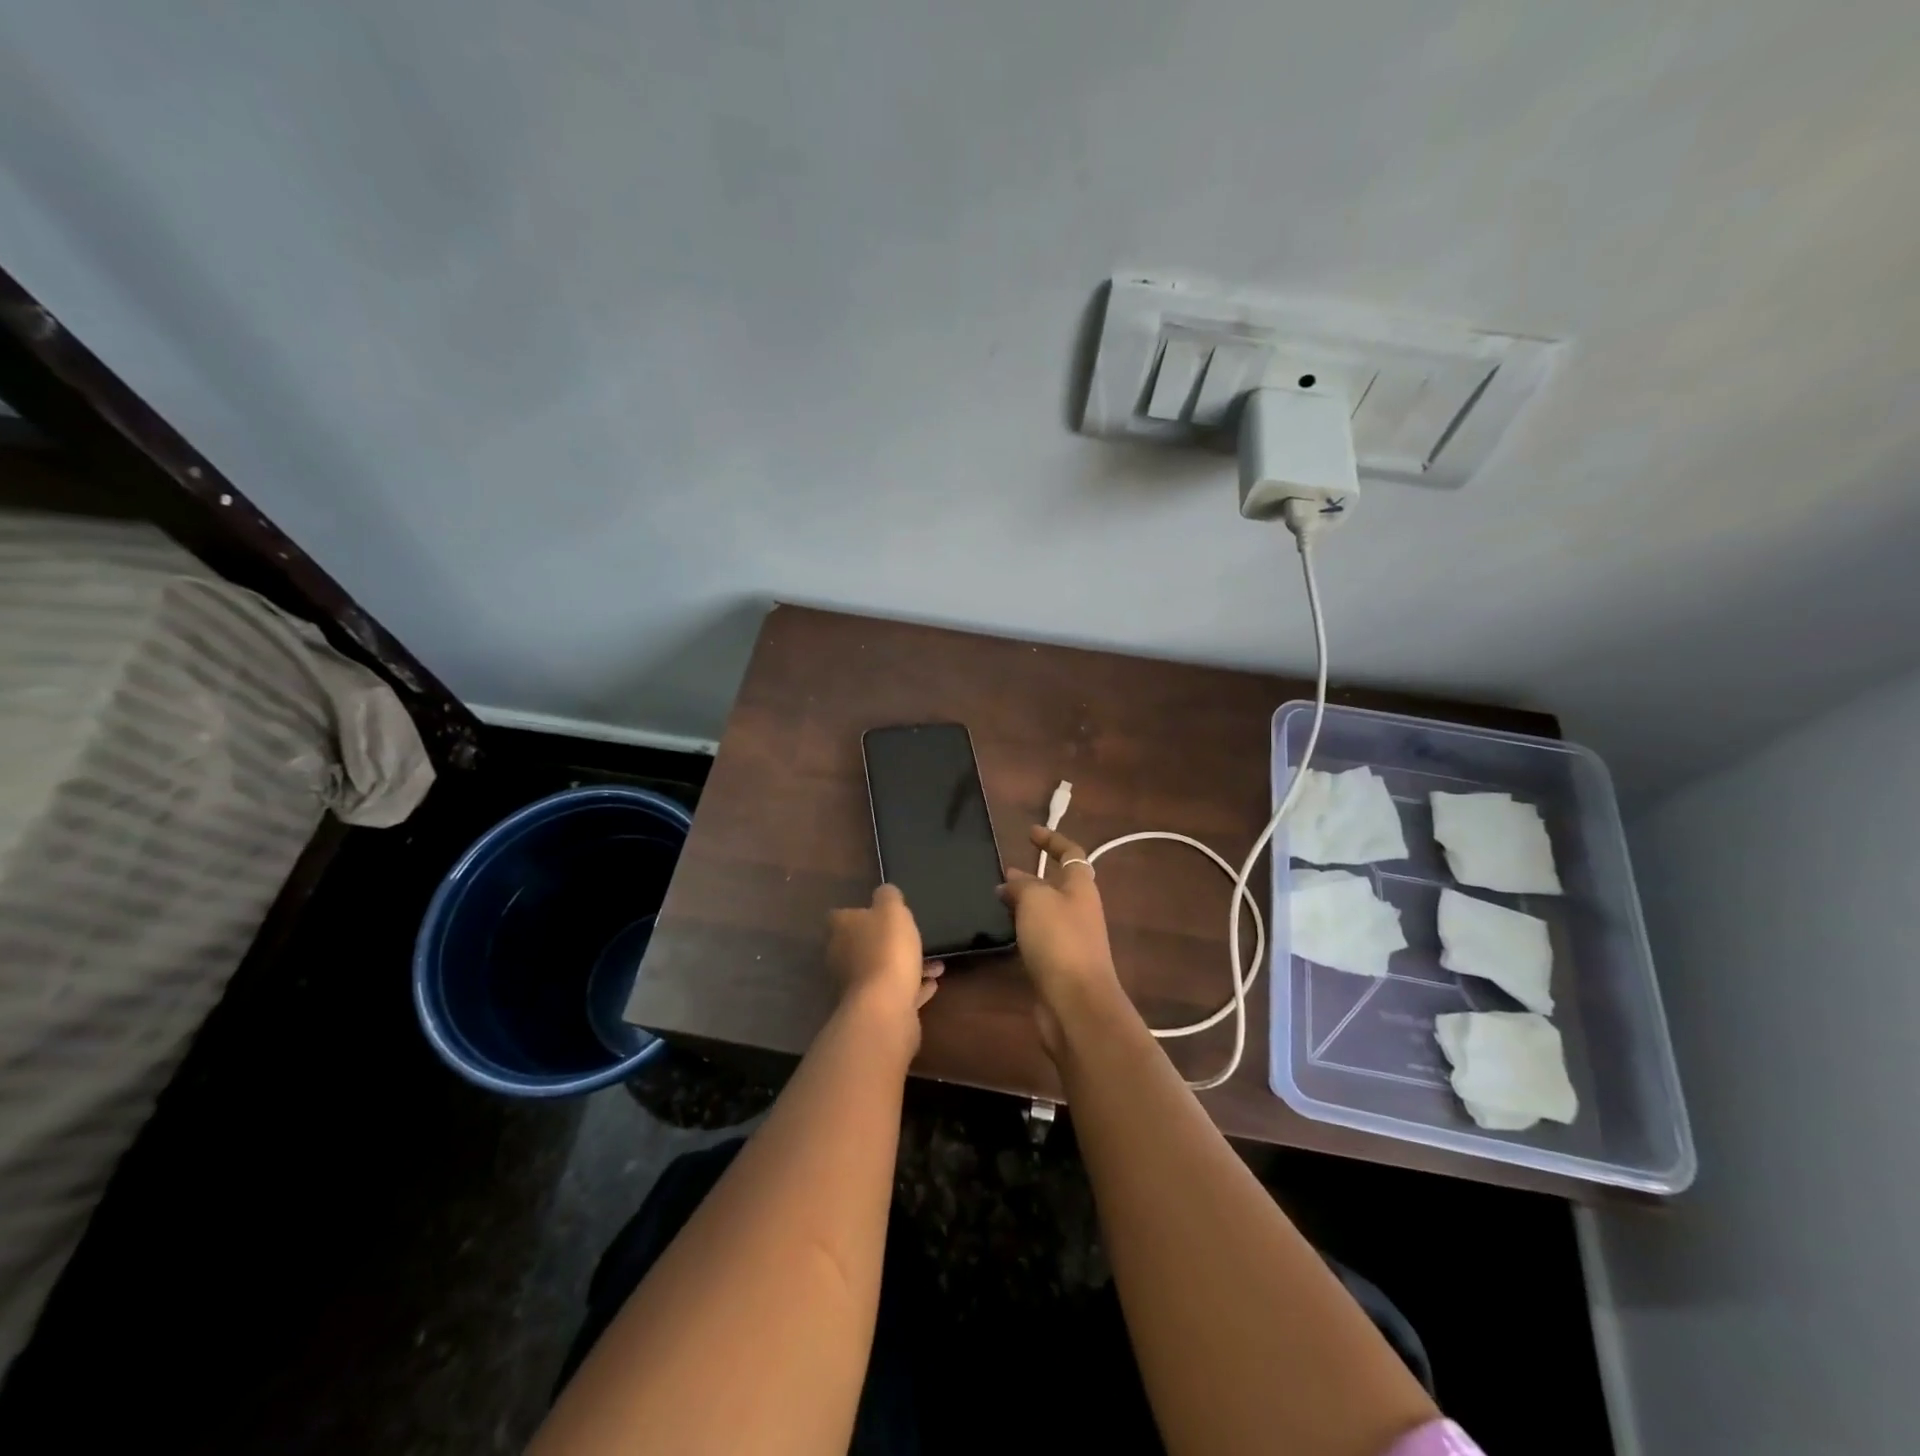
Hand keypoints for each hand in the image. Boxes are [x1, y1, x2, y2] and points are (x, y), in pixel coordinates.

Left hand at [826, 884, 942, 1031]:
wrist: (885, 1008)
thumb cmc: (887, 950)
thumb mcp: (892, 910)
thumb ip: (888, 896)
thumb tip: (884, 892)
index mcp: (841, 930)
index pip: (842, 916)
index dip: (860, 912)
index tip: (882, 912)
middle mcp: (842, 957)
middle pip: (863, 945)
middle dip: (888, 942)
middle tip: (914, 937)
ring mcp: (856, 986)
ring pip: (882, 969)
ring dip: (907, 965)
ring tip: (936, 964)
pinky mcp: (873, 1009)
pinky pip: (895, 992)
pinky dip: (912, 987)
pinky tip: (932, 983)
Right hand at [998, 827, 1121, 1057]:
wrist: (1076, 1004)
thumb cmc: (1059, 941)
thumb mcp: (1035, 900)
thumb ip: (1021, 885)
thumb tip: (1010, 881)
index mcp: (1081, 887)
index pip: (1071, 853)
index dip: (1052, 840)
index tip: (1030, 833)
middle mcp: (1080, 910)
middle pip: (1058, 884)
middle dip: (1033, 876)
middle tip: (1002, 873)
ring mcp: (1072, 939)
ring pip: (1046, 912)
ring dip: (1025, 904)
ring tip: (996, 901)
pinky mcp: (1059, 965)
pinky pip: (1039, 937)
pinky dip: (1023, 930)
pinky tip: (1004, 934)